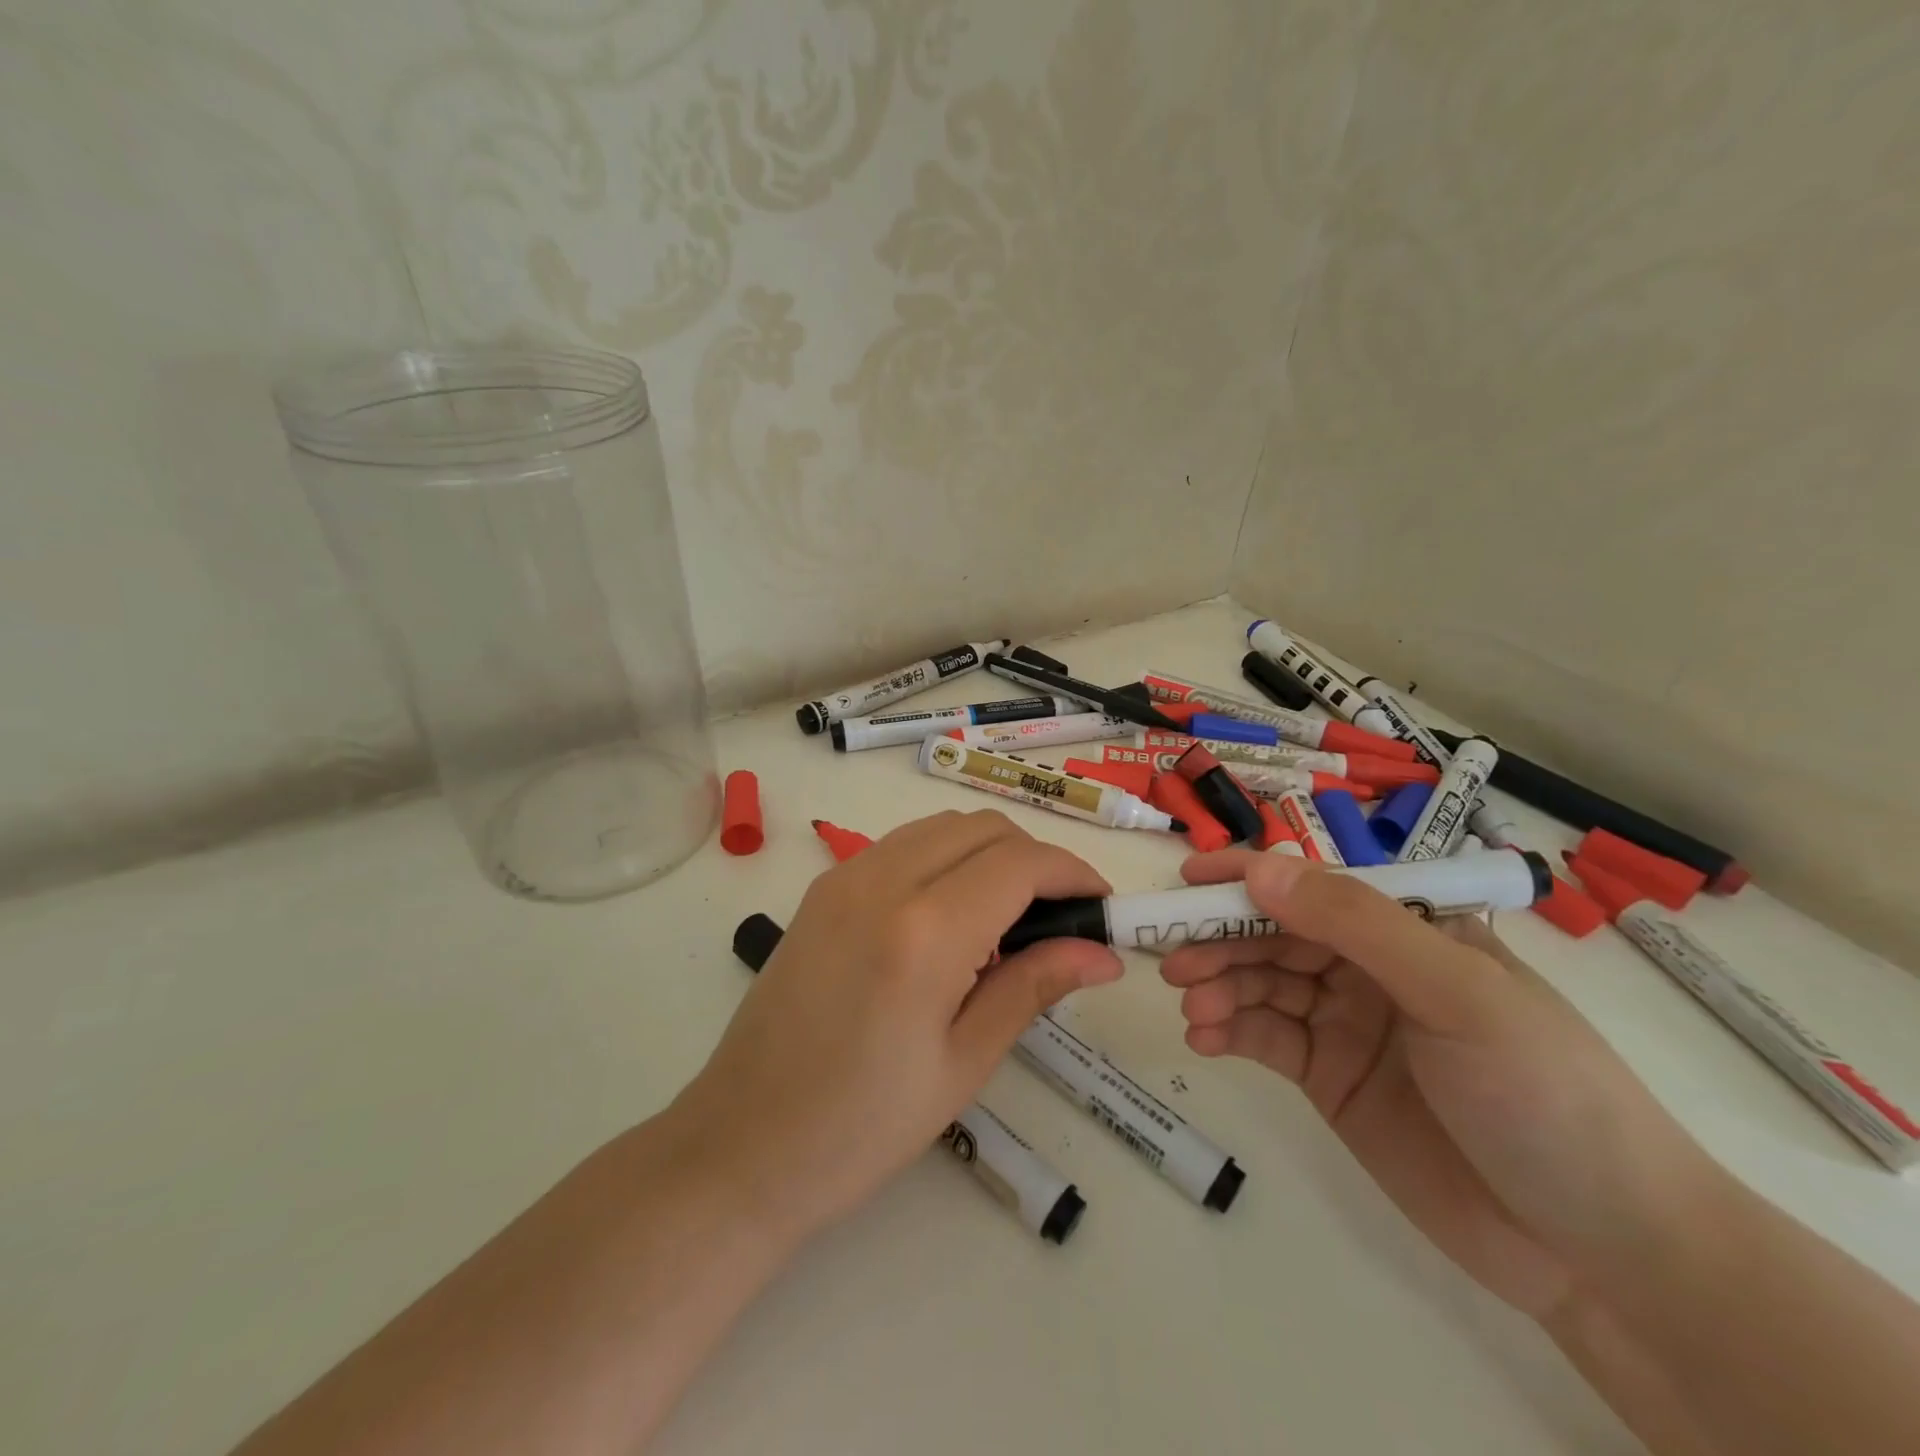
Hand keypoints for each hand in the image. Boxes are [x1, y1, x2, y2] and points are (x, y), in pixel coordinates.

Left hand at [673, 810, 1122, 1244]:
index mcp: (924, 931)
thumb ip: (1033, 987)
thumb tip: (1101, 954)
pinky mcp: (823, 888)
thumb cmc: (861, 1127)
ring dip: (989, 853)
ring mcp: (844, 877)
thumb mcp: (963, 1063)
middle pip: (984, 829)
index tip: (1101, 905)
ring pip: (942, 827)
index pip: (1021, 863)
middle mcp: (882, 881)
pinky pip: (903, 845)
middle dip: (1035, 860)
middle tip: (1059, 919)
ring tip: (1008, 920)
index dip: (1073, 873)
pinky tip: (951, 916)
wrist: (741, 1146)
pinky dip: (945, 858)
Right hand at [1160, 851, 1722, 1319]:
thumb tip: (1259, 867)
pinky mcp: (1330, 1078)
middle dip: (1221, 939)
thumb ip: (1355, 924)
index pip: (1314, 886)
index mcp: (1409, 929)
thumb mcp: (1455, 994)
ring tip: (1190, 1007)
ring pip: (1262, 984)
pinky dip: (1230, 1031)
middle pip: (1276, 934)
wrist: (1604, 1252)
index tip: (1186, 883)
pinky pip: (1266, 1038)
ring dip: (1220, 987)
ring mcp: (1347, 1023)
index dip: (1248, 877)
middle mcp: (1371, 967)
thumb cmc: (1544, 1094)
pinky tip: (1205, 1040)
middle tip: (1172, 960)